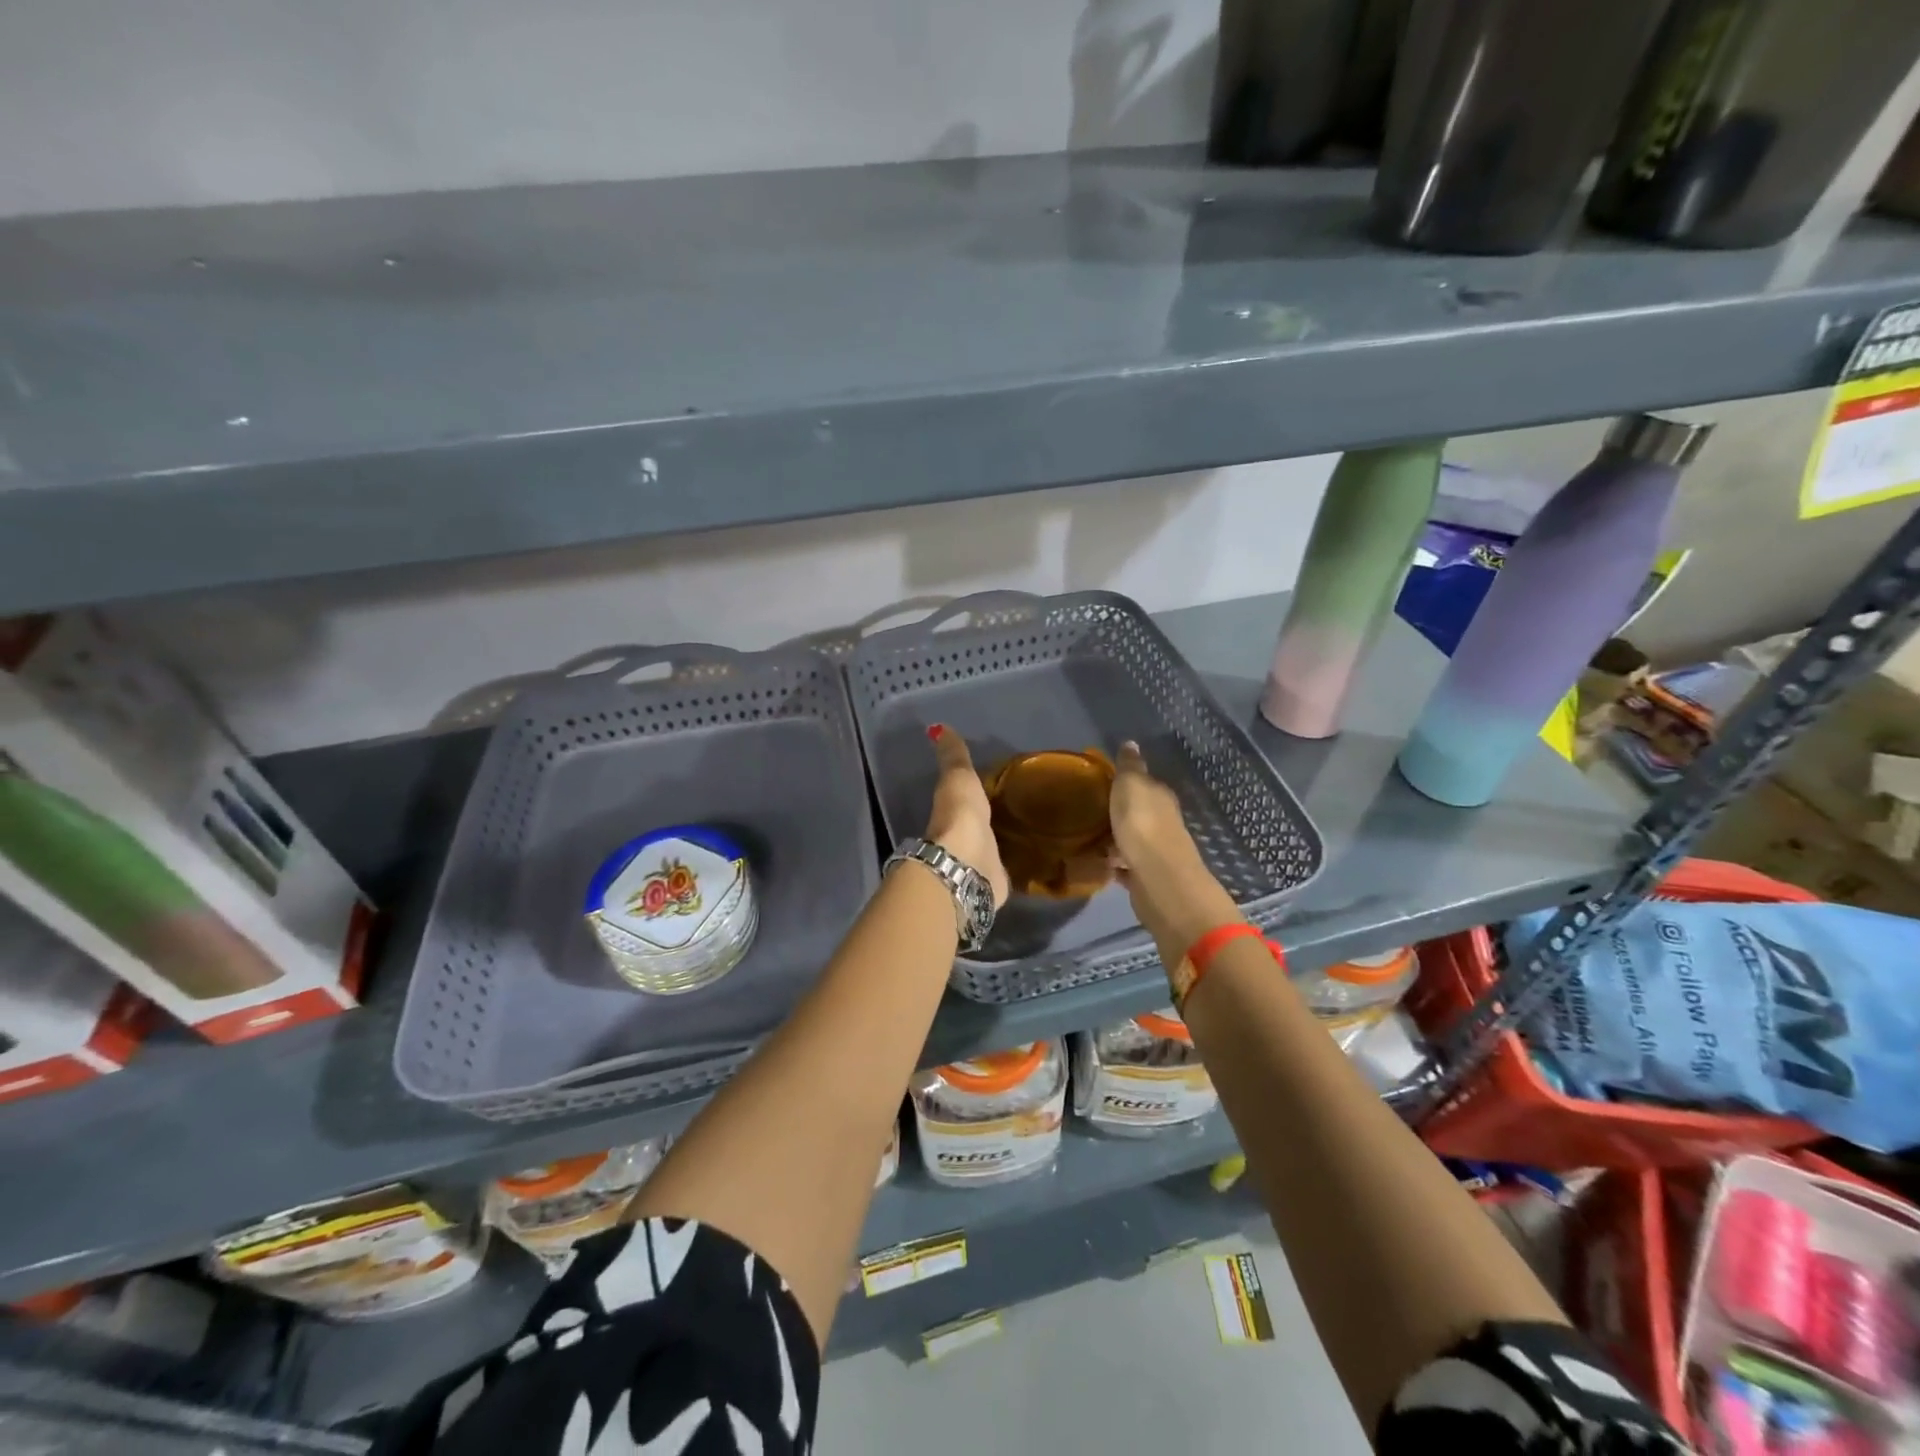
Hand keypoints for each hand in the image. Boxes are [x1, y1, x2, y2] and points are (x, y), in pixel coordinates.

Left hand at [924, 725, 1009, 908]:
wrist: (968, 864)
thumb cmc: (961, 816)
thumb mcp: (958, 777)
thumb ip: (952, 756)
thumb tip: (936, 726)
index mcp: (953, 812)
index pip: (963, 798)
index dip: (974, 793)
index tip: (994, 784)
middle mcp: (964, 837)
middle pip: (978, 825)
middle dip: (990, 820)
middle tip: (1015, 808)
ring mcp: (978, 862)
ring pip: (990, 848)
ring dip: (1000, 843)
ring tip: (1027, 832)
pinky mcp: (995, 882)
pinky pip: (1006, 868)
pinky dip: (1013, 864)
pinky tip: (1030, 859)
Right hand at [1109, 741, 1241, 970]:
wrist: (1157, 877)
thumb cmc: (1142, 824)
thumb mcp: (1131, 785)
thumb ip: (1130, 767)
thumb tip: (1131, 743)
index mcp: (1161, 797)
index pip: (1146, 784)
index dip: (1127, 783)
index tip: (1104, 784)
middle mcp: (1164, 822)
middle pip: (1140, 813)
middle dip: (1120, 813)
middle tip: (1091, 812)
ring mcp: (1156, 852)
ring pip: (1132, 840)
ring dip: (1116, 839)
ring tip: (1089, 838)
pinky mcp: (1146, 877)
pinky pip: (1126, 865)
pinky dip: (1115, 864)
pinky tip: (1099, 863)